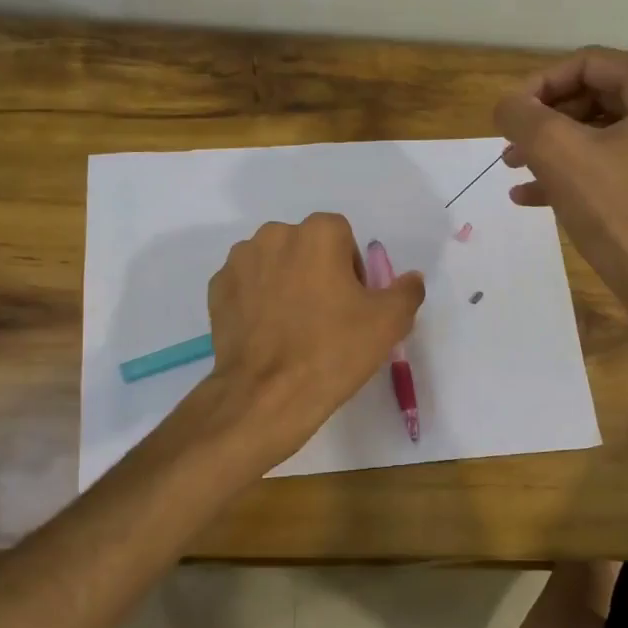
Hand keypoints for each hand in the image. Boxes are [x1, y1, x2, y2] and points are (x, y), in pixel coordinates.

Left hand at [204, 213, 424, 468]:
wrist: (265, 394)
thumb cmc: (332, 351)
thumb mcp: (388, 323)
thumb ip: (407, 291)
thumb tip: (411, 278)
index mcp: (318, 233)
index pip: (343, 237)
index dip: (352, 269)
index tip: (353, 304)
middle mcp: (274, 234)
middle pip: (306, 246)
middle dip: (317, 271)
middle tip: (326, 317)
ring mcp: (239, 260)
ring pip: (274, 263)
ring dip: (286, 282)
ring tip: (293, 326)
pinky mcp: (217, 288)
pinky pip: (247, 285)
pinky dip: (257, 300)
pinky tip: (267, 333)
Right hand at [493, 47, 627, 310]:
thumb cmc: (619, 213)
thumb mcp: (560, 155)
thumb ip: (523, 117)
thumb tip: (506, 105)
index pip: (587, 64)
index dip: (538, 86)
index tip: (507, 117)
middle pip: (594, 97)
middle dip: (545, 122)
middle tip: (509, 147)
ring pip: (601, 133)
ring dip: (553, 149)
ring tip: (514, 170)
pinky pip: (615, 163)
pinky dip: (575, 173)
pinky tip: (532, 197)